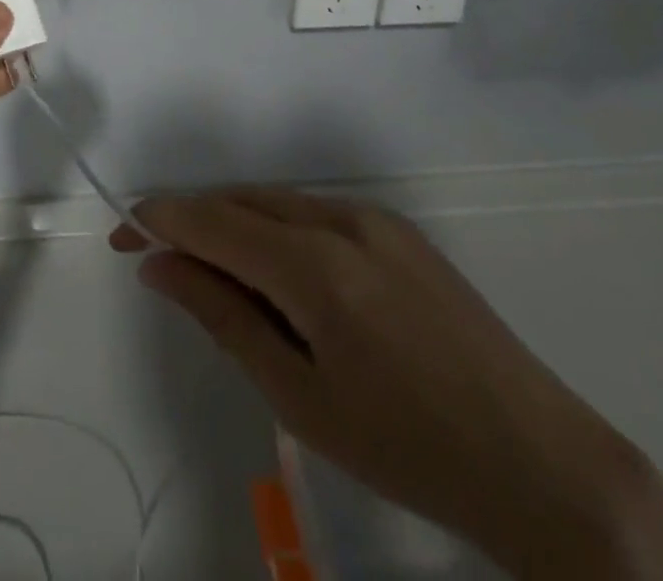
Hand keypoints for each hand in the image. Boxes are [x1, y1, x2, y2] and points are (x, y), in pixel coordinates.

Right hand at [113, 190, 662, 579]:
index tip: (122, 237)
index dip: (158, 221)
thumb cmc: (407, 446)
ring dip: (234, 226)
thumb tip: (160, 265)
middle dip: (193, 223)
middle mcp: (341, 219)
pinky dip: (276, 231)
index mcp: (314, 264)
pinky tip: (278, 277)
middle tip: (159, 264)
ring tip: (217, 278)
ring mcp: (374, 217)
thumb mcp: (299, 395)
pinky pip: (314, 213)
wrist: (540, 460)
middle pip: (241, 202)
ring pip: (276, 203)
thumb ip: (222, 315)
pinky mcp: (397, 229)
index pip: (212, 220)